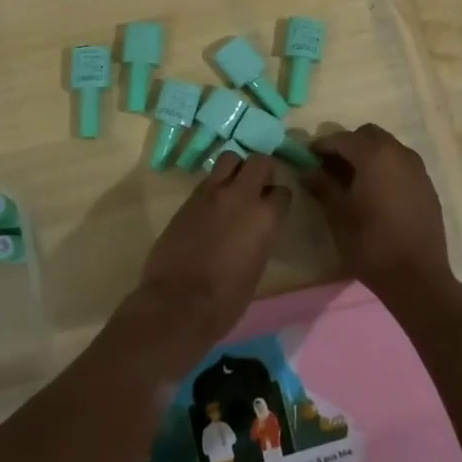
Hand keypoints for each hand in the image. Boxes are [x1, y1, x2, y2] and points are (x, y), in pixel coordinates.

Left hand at [132, 152, 290, 359]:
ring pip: (230, 159)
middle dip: (262, 170)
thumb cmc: (226, 299)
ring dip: (236, 169)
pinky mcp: (188, 198)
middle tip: (259, 186)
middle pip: (259, 161)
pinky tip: (213, 204)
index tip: (275, 208)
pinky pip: (208, 179)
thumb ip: (261, 237)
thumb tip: (257, 228)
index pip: (282, 192)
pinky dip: (215, 184)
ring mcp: (212, 193)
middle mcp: (241, 196)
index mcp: (265, 217)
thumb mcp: (256, 267)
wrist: (178, 302)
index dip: (279, 199)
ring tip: (234, 187)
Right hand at [304, 124, 452, 299]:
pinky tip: (377, 194)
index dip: (322, 146)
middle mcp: (399, 153)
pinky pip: (402, 165)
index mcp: (375, 155)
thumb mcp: (338, 214)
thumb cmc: (371, 243)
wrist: (417, 277)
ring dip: (368, 156)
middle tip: (331, 168)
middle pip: (368, 135)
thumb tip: (308, 171)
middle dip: (348, 146)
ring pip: (387, 148)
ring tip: (353, 182)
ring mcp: (418, 169)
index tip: (308, 159)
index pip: (342, 138)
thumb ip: (322, 185)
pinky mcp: (427, 186)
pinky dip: (386, 169)